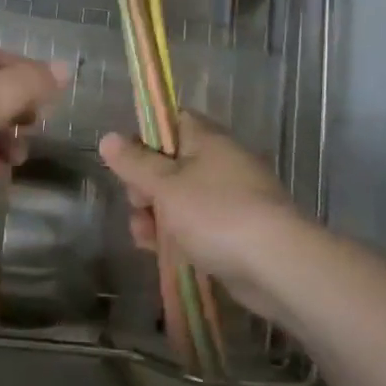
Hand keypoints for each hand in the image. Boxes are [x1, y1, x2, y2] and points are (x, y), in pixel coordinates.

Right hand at [99, 114, 307, 314]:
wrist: (277, 265)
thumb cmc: (216, 213)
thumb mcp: (165, 186)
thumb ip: (135, 163)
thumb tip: (108, 137)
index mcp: (207, 140)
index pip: (171, 121)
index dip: (145, 136)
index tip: (127, 161)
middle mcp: (220, 162)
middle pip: (171, 163)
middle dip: (145, 185)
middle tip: (138, 203)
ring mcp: (231, 198)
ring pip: (181, 199)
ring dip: (156, 215)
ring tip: (142, 236)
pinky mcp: (236, 232)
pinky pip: (197, 226)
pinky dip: (177, 235)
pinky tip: (158, 252)